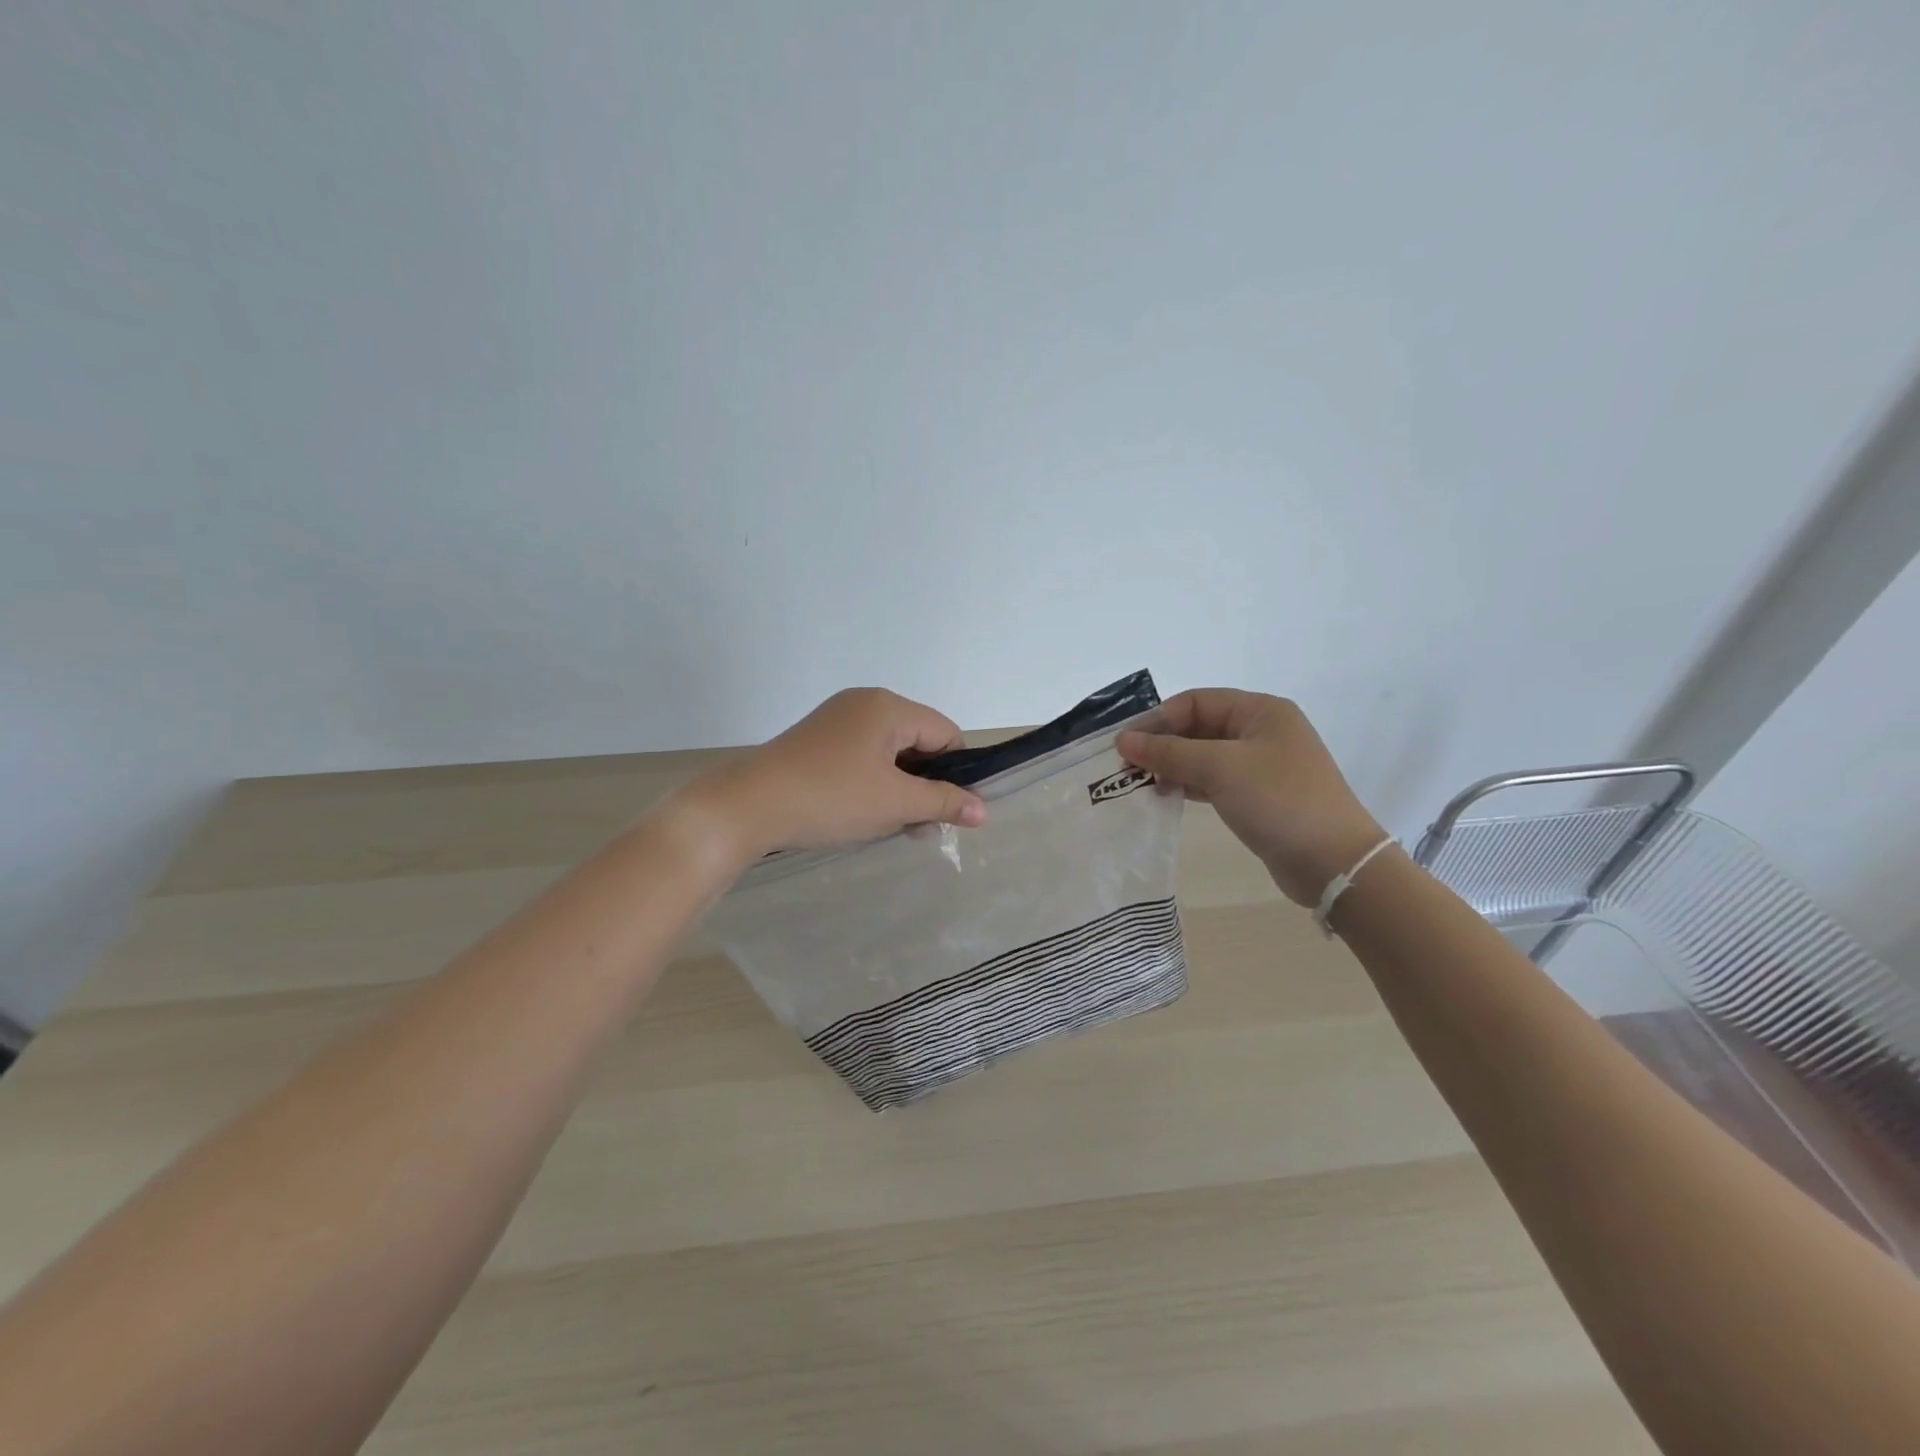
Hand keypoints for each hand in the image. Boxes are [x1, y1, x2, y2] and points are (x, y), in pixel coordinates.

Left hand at [681, 688, 986, 863]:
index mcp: (888, 706)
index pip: (946, 733)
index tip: (953, 812)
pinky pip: (862, 758)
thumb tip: (983, 811)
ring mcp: (836, 720)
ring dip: (900, 789)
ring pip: (890, 753)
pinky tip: (866, 815)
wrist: (747, 807)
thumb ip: (943, 803)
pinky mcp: (817, 741)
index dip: (957, 772)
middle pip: (918, 741)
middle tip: (922, 827)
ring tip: (895, 828)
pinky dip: (873, 784)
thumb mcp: (894, 804)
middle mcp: (864, 703)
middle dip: (926, 785)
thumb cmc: (830, 798)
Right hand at [1117, 689, 1384, 906]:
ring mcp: (1261, 765)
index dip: (1158, 719)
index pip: (1196, 701)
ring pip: (1203, 756)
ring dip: (1172, 766)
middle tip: (1126, 767)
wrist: (1334, 862)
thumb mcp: (1220, 768)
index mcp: (1260, 711)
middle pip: (1198, 727)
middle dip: (1162, 744)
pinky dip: (1188, 785)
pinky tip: (1164, 796)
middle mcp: (1261, 731)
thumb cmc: (1279, 800)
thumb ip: (1169, 752)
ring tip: (1140, 784)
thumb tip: (1123, 740)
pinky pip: (1213, 780)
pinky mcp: (1258, 796)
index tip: (1124, 744)